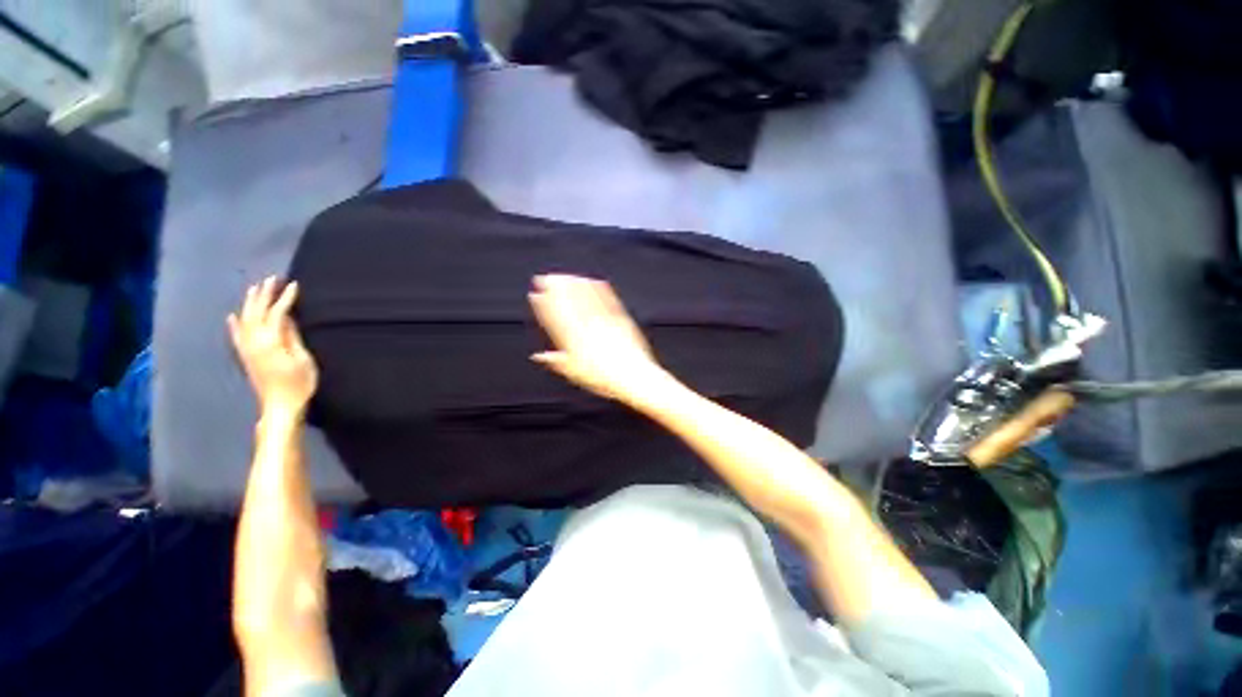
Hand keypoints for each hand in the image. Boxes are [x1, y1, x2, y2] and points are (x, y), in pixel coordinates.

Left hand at [228, 277, 317, 414]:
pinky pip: (236, 335)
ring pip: (244, 319)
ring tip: (256, 289)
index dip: (285, 298)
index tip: (294, 285)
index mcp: (270, 341)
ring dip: (250, 303)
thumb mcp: (302, 359)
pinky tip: (233, 315)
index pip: (277, 313)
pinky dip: (234, 324)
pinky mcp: (245, 356)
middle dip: (264, 295)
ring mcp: (247, 348)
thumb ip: (293, 337)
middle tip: (273, 279)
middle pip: (256, 312)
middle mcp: (253, 341)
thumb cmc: (298, 383)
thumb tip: (286, 318)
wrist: (280, 406)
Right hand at [528, 274, 669, 405]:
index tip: (535, 294)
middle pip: (568, 303)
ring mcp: (604, 321)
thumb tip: (539, 357)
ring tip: (565, 276)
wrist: (633, 376)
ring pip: (586, 298)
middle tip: (545, 278)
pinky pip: (607, 299)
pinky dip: (599, 289)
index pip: (554, 318)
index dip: (543, 305)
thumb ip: (555, 361)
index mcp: (574, 340)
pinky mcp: (620, 318)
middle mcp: (587, 327)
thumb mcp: (574, 373)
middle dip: (554, 288)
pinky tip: (594, 281)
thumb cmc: (604, 378)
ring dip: (574, 284)